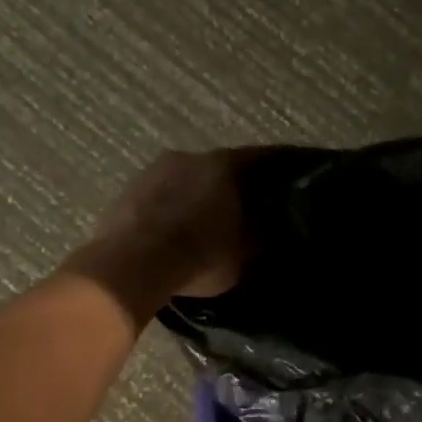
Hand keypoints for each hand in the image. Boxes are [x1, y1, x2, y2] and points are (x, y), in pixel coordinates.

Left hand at [70, 149, 263, 317]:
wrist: (132, 265)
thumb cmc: (200, 255)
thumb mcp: (246, 253)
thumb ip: (262, 234)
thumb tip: (272, 227)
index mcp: (226, 164)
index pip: (265, 157)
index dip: (282, 167)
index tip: (294, 177)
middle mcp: (191, 156)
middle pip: (223, 167)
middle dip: (237, 185)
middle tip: (249, 206)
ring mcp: (154, 171)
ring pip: (189, 180)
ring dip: (201, 195)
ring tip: (209, 221)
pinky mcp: (127, 191)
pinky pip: (162, 197)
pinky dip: (174, 208)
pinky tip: (177, 230)